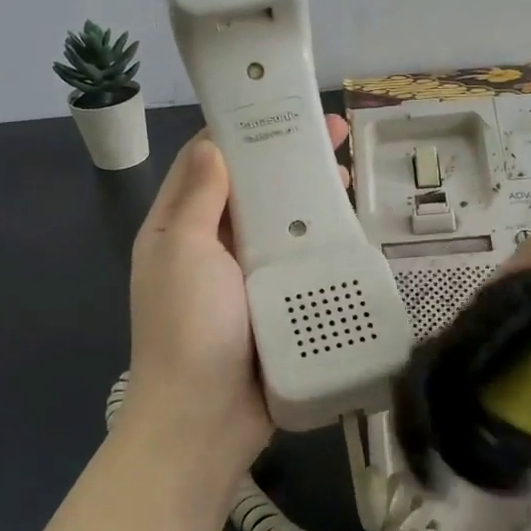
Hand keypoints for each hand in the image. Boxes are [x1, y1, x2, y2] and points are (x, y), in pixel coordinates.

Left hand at [119, 115, 352, 482]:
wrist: (204, 422)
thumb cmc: (188, 328)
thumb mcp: (183, 251)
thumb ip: (198, 196)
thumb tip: (213, 144)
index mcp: (178, 229)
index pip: (207, 163)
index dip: (242, 132)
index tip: (282, 108)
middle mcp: (210, 249)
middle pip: (251, 193)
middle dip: (288, 162)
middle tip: (336, 137)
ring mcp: (244, 281)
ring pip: (280, 227)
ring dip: (310, 201)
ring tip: (350, 177)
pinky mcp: (274, 309)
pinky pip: (299, 266)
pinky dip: (320, 245)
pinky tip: (351, 231)